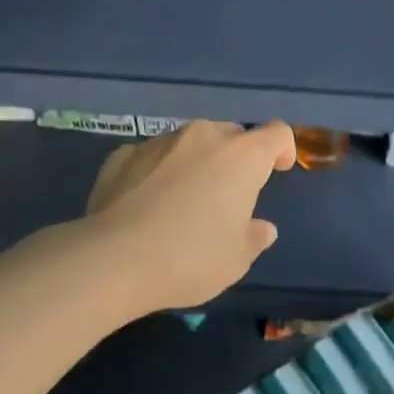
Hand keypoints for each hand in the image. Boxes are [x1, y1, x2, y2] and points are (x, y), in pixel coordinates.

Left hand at [84, 120, 296, 315]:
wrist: (111, 260)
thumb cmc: (190, 258)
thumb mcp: (236, 260)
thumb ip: (254, 237)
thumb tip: (261, 228)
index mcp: (242, 156)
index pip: (277, 133)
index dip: (282, 149)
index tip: (277, 171)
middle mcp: (204, 137)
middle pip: (232, 134)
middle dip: (236, 157)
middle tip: (228, 194)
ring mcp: (160, 142)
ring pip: (190, 142)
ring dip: (195, 162)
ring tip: (183, 199)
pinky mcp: (122, 155)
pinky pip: (151, 156)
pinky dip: (156, 171)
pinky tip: (145, 202)